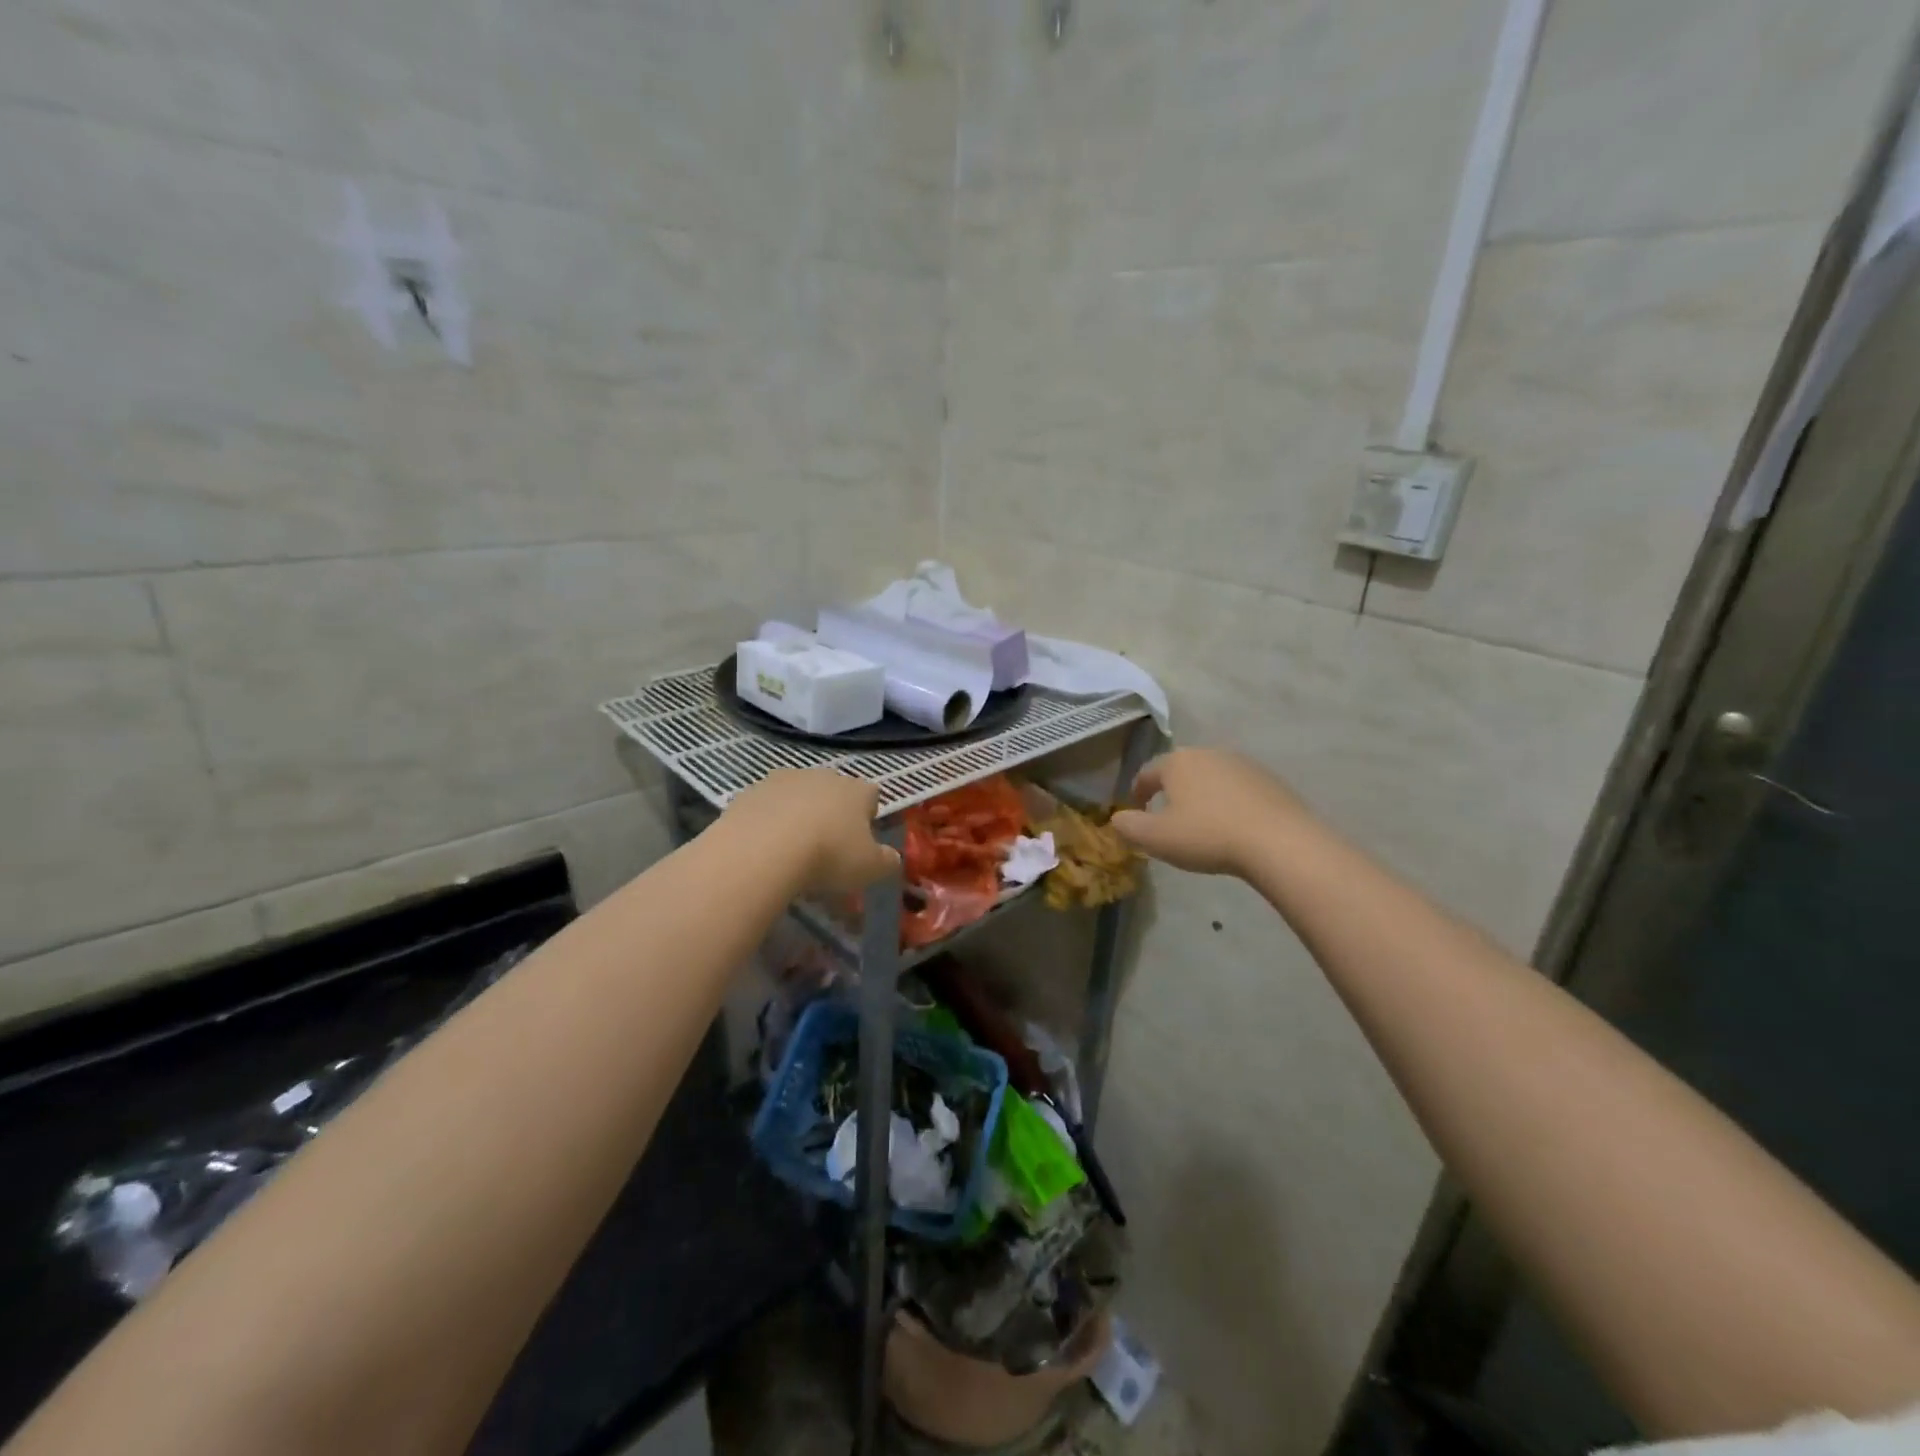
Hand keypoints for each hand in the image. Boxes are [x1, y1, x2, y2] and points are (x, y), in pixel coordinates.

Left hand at [722, 768, 899, 894]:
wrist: (762, 850)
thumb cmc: (828, 856)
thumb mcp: (869, 869)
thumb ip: (886, 861)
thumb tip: (891, 857)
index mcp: (856, 790)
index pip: (872, 794)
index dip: (868, 817)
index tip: (861, 842)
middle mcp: (823, 776)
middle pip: (834, 793)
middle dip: (832, 815)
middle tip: (826, 850)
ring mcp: (784, 780)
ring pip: (798, 797)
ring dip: (798, 816)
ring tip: (791, 852)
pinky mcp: (750, 791)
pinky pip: (767, 807)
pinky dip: (769, 823)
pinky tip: (765, 849)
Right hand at [1111, 748, 1309, 877]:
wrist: (1278, 841)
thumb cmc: (1207, 836)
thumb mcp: (1156, 838)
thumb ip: (1128, 826)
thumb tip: (1116, 818)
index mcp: (1177, 762)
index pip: (1147, 773)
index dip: (1138, 792)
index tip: (1137, 811)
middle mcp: (1208, 754)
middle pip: (1180, 770)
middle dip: (1171, 791)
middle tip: (1168, 818)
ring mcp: (1242, 764)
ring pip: (1211, 777)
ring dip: (1202, 795)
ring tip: (1202, 823)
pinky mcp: (1269, 780)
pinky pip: (1238, 789)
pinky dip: (1229, 802)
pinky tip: (1233, 826)